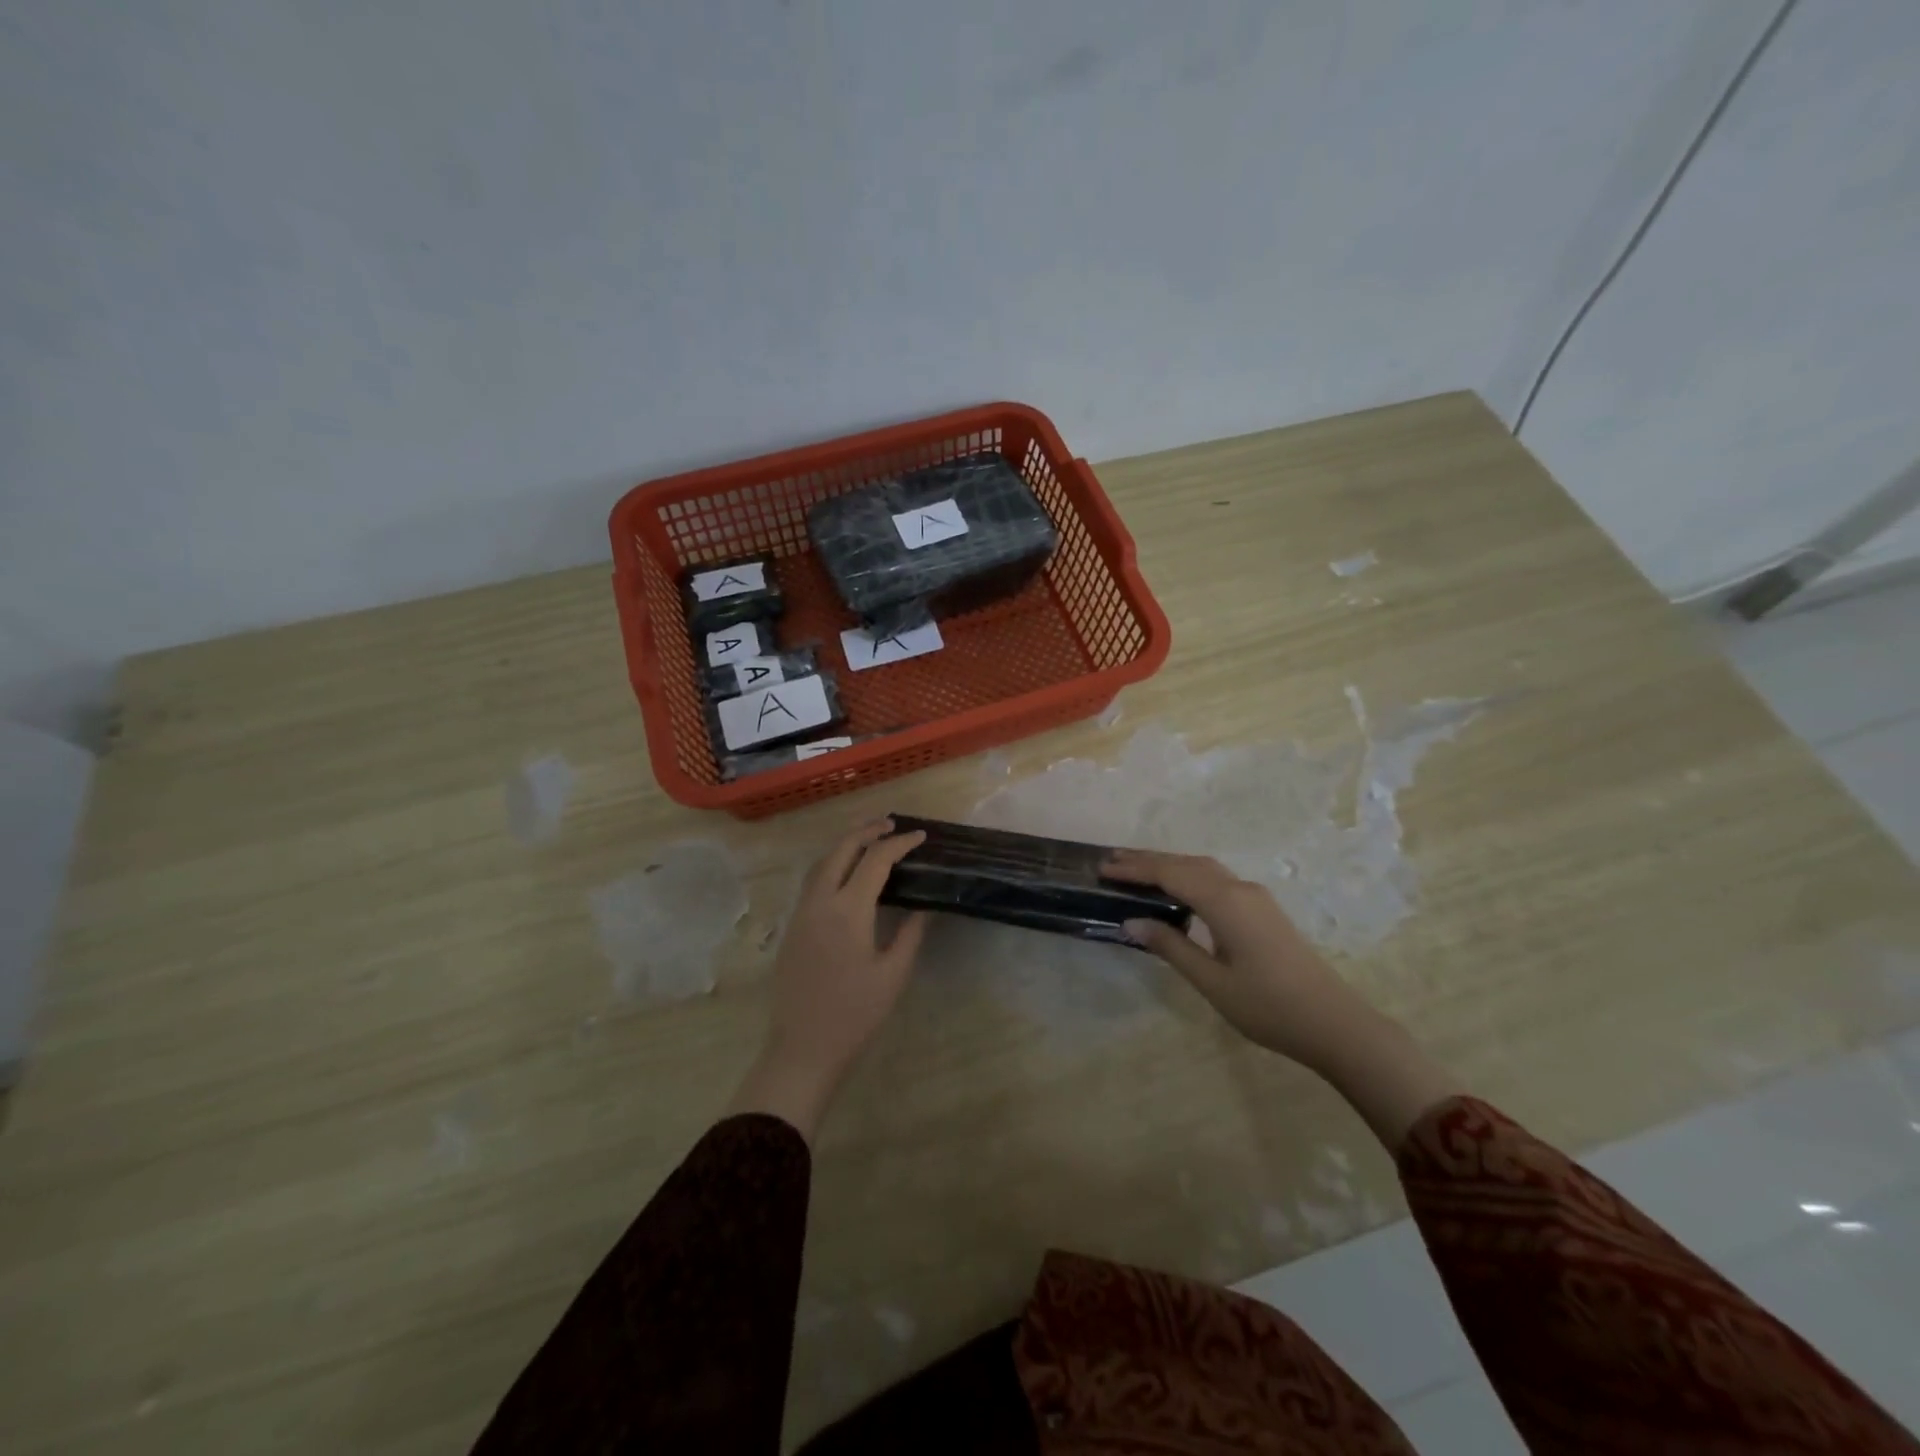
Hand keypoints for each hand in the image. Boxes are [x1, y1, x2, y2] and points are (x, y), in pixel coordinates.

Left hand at [727, 817, 928, 1140]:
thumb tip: (925, 905)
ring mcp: (801, 912)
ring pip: (822, 862)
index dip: (899, 844)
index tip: (921, 837)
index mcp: (848, 910)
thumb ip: (911, 933)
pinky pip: (813, 880)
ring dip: (846, 844)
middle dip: (867, 831)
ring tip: (870, 838)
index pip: (875, 860)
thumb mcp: (893, 974)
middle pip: (841, 849)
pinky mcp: (793, 926)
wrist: (803, 1047)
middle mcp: (820, 901)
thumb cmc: (855, 1014)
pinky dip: (832, 863)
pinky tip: (847, 872)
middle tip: (892, 824)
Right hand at [1106, 849, 1461, 1148]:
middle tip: (1112, 862)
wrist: (1335, 1023)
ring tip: (1137, 871)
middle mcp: (1240, 889)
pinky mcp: (1263, 910)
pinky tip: (1178, 890)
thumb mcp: (1212, 981)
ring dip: (1170, 865)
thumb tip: (1132, 921)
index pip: (1170, 873)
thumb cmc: (1269, 1007)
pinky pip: (1217, 880)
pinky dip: (1189, 876)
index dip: (1135, 869)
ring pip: (1204, 868)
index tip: (1103, 869)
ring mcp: (1256, 898)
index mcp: (1225, 902)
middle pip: (1187, 863)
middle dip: (1149, 860)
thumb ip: (1170, 947)